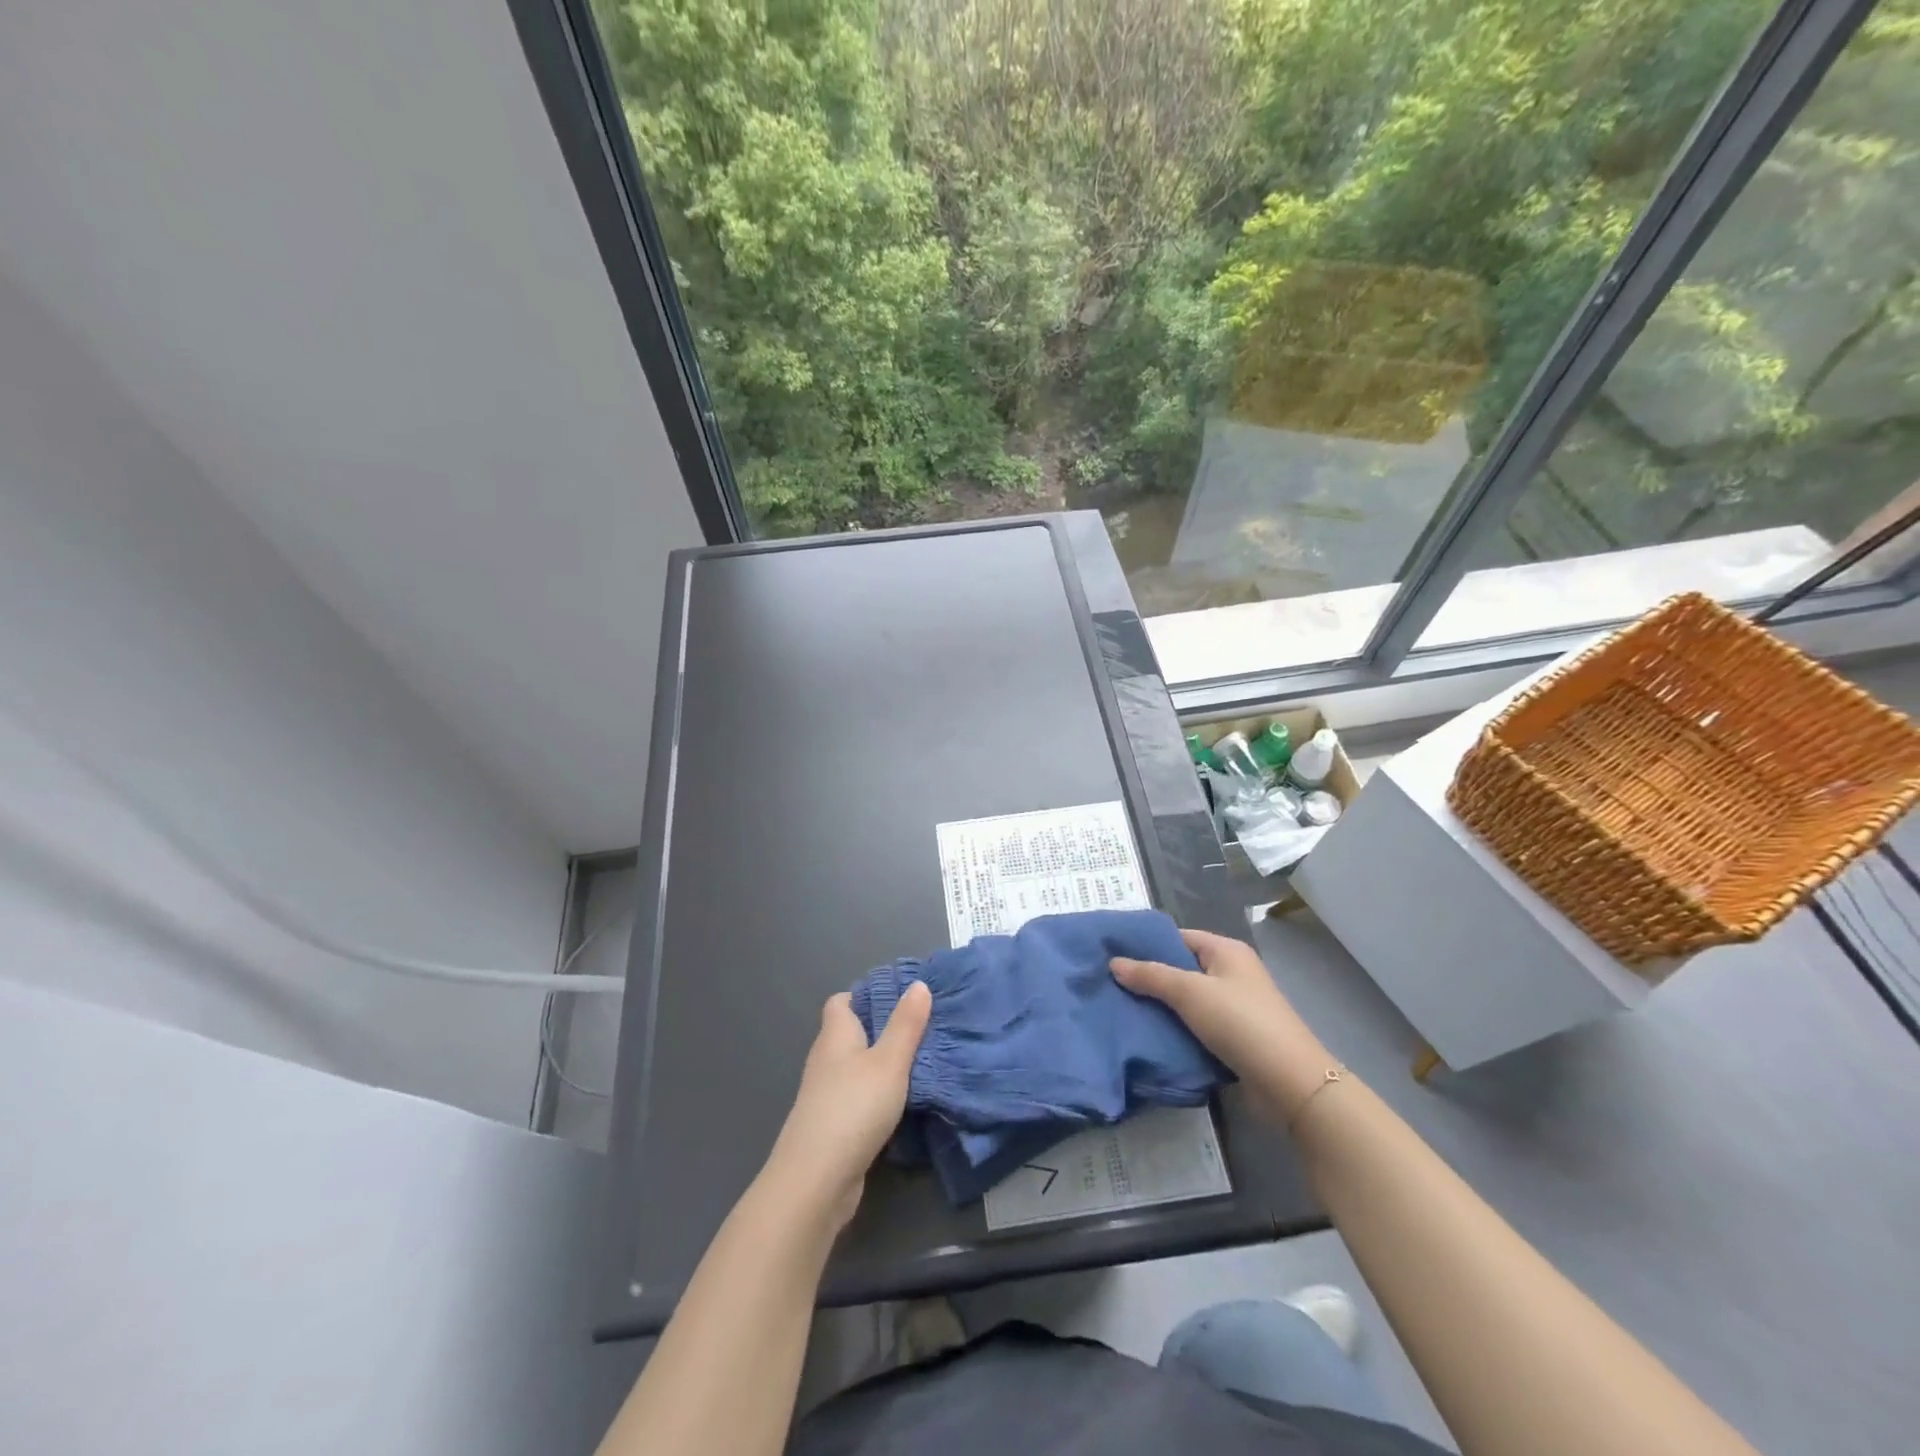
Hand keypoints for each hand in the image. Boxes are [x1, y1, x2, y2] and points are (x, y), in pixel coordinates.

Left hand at [763, 982, 931, 1229]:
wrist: (816, 1181)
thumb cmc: (853, 1107)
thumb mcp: (889, 1061)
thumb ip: (906, 1024)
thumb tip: (918, 984)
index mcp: (835, 1035)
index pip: (842, 1001)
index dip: (867, 995)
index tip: (901, 998)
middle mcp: (826, 1060)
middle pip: (852, 1033)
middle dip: (883, 1029)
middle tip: (922, 1028)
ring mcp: (826, 1095)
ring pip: (857, 1067)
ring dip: (883, 1065)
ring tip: (921, 1061)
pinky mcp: (833, 1125)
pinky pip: (859, 1097)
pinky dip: (879, 1095)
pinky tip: (903, 1102)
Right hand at [1111, 929, 1332, 1126]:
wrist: (1290, 1083)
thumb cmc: (1241, 1023)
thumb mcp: (1190, 993)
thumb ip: (1151, 976)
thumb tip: (1114, 963)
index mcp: (1226, 951)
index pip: (1178, 937)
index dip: (1147, 944)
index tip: (1112, 954)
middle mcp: (1231, 973)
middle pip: (1181, 968)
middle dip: (1149, 977)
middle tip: (1111, 984)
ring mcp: (1234, 1006)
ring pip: (1187, 1000)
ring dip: (1161, 1006)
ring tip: (1122, 1010)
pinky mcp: (1234, 1037)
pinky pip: (1196, 1025)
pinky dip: (1176, 1028)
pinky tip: (1149, 1035)